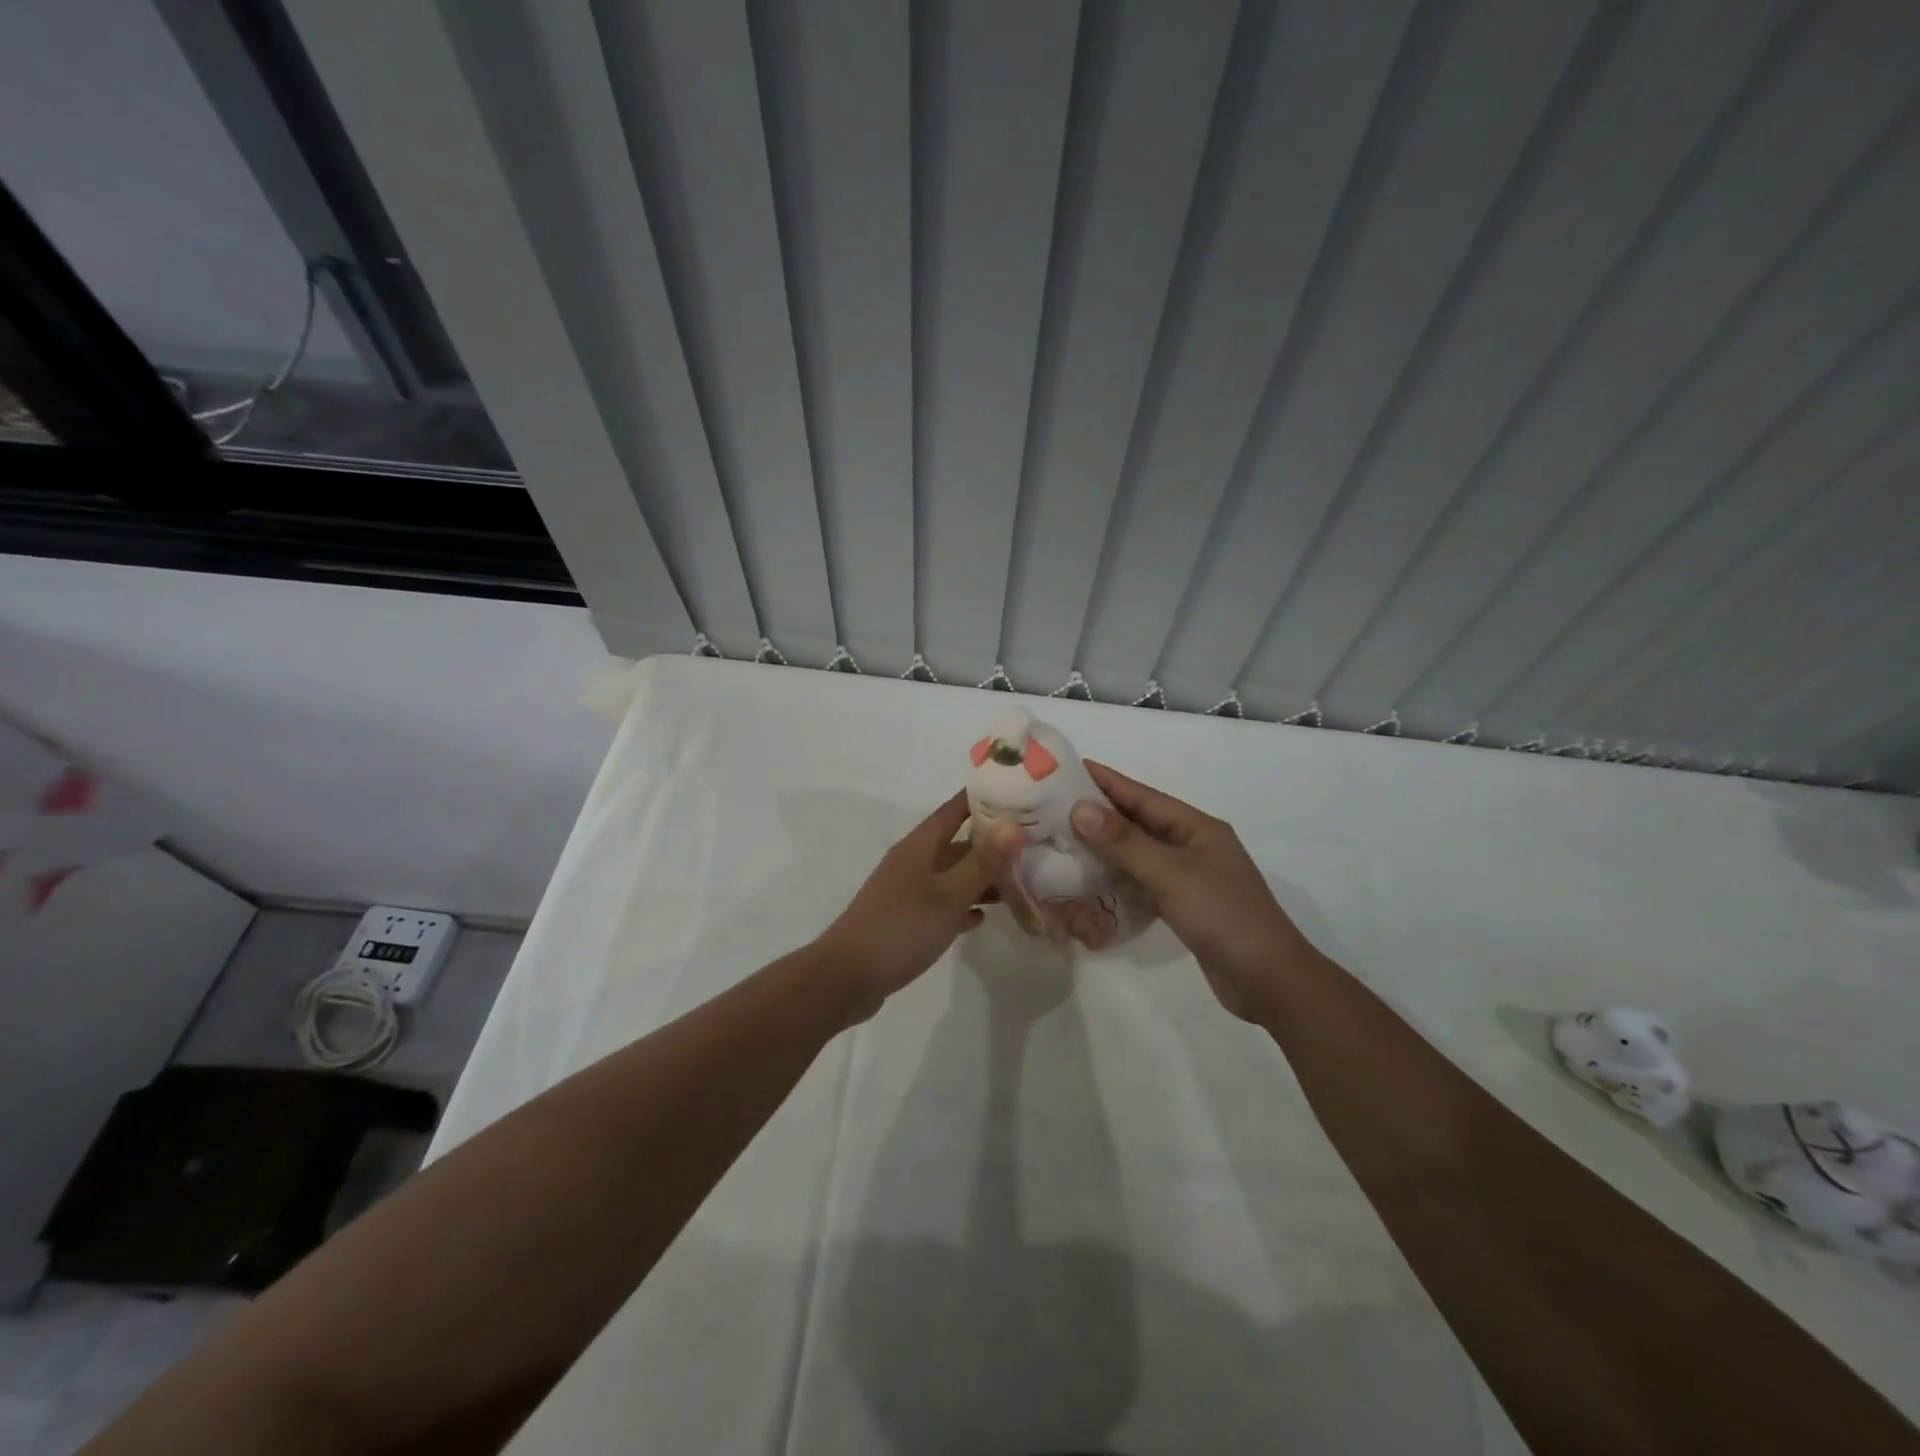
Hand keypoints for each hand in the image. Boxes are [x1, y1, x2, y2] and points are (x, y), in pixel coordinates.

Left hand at [814, 790, 1022, 1017]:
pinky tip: (983, 917)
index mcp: (920, 846)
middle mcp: (913, 861)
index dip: (985, 798)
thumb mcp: (948, 895)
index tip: (1020, 793)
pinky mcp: (906, 919)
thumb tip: (1015, 823)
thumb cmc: (900, 929)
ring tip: (1019, 881)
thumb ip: (983, 862)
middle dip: (992, 841)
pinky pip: (942, 903)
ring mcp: (908, 891)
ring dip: (981, 876)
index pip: (956, 808)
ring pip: (952, 874)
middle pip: (957, 841)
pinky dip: (963, 905)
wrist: (846, 977)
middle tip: (1032, 842)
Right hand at [1069, 763, 1309, 1021]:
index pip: (1141, 795)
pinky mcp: (1184, 906)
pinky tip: (1090, 880)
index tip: (1065, 768)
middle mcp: (1192, 845)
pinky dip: (1117, 878)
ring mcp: (1189, 877)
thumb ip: (1124, 842)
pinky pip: (1142, 881)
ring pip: (1138, 853)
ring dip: (1104, 847)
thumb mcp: (1171, 874)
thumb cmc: (1222, 916)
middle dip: (1098, 813)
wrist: (1269, 980)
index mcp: (1196, 827)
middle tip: (1051, 806)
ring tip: (1062, 840)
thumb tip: (1079, 807)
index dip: (1104, 780)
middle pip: (1138, 822)